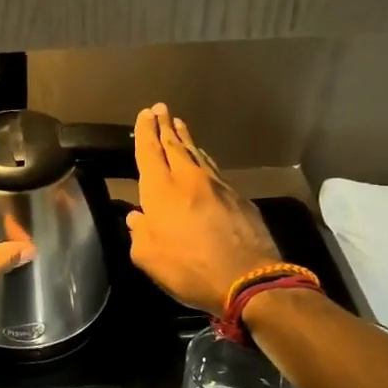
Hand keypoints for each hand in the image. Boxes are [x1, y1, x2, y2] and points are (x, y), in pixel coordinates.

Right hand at [126, 104, 280, 314]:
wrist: (249, 279)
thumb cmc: (189, 268)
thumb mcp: (148, 258)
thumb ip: (139, 233)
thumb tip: (137, 218)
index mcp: (161, 190)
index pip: (150, 152)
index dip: (145, 132)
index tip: (144, 114)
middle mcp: (188, 179)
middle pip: (174, 145)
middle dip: (165, 126)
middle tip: (160, 108)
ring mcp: (217, 186)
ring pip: (196, 154)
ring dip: (185, 139)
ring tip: (179, 126)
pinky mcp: (238, 198)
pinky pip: (214, 169)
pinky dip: (203, 159)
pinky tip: (202, 159)